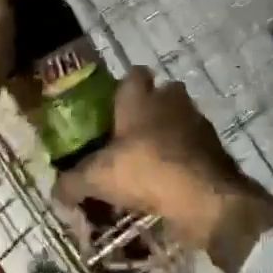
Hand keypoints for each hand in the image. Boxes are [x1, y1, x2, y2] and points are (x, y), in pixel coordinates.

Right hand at [55, 68, 272, 271]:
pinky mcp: (216, 149)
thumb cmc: (146, 171)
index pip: (134, 74)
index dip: (125, 86)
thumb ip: (72, 182)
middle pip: (163, 92)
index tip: (114, 104)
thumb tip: (56, 191)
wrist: (205, 198)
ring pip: (182, 118)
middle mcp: (171, 102)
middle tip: (133, 133)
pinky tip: (172, 180)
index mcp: (140, 99)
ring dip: (171, 133)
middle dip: (152, 107)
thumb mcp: (97, 178)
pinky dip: (186, 157)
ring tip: (152, 160)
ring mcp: (198, 123)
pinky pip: (197, 146)